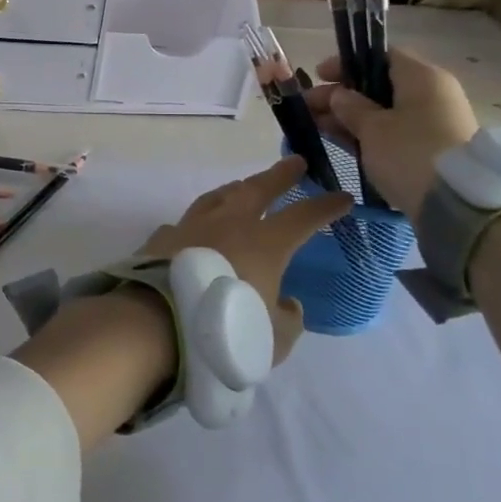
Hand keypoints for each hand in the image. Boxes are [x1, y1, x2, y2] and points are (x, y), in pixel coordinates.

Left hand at [140, 155, 350, 364]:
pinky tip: (194, 228)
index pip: (304, 217)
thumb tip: (287, 304)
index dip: (325, 207)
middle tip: (295, 162)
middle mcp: (229, 224)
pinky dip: (195, 223)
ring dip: (235, 189)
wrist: (158, 322)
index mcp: (265, 243)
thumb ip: (287, 319)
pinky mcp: (163, 238)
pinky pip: (184, 223)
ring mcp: (192, 226)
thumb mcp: (273, 339)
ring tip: (243, 186)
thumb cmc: (226, 331)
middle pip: (259, 189)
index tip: (341, 197)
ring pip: (218, 197)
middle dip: (280, 175)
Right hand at [307, 49, 477, 220]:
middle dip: (342, 95)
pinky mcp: (433, 149)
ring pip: (385, 111)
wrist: (460, 205)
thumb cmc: (410, 153)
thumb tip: (339, 95)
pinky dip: (369, 134)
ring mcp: (436, 123)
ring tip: (318, 128)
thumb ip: (350, 106)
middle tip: (309, 107)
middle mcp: (433, 94)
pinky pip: (395, 132)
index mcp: (422, 77)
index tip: (319, 76)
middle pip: (380, 85)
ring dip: (351, 117)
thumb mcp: (372, 128)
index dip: (347, 63)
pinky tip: (342, 142)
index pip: (381, 56)